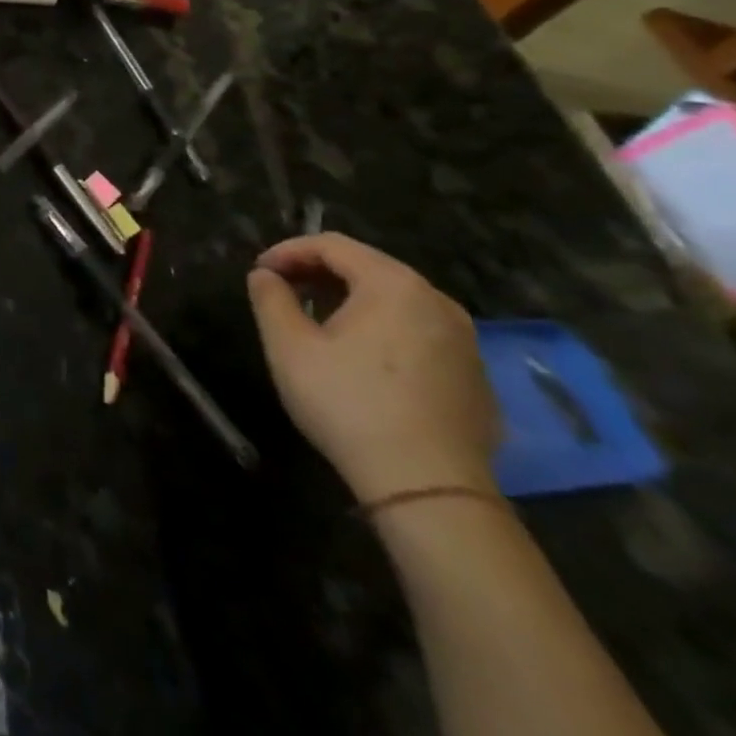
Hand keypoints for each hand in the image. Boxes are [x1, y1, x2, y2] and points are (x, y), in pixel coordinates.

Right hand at [246, 235, 498, 502]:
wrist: (430, 490)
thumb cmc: (349, 404)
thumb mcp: (289, 346)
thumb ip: (270, 298)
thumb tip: (265, 276)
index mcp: (393, 285)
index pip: (332, 245)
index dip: (288, 251)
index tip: (260, 272)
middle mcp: (437, 301)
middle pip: (368, 268)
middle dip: (319, 273)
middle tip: (283, 291)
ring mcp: (464, 341)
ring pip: (396, 301)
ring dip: (351, 300)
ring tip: (318, 321)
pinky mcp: (476, 378)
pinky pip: (420, 334)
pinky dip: (384, 331)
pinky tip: (362, 360)